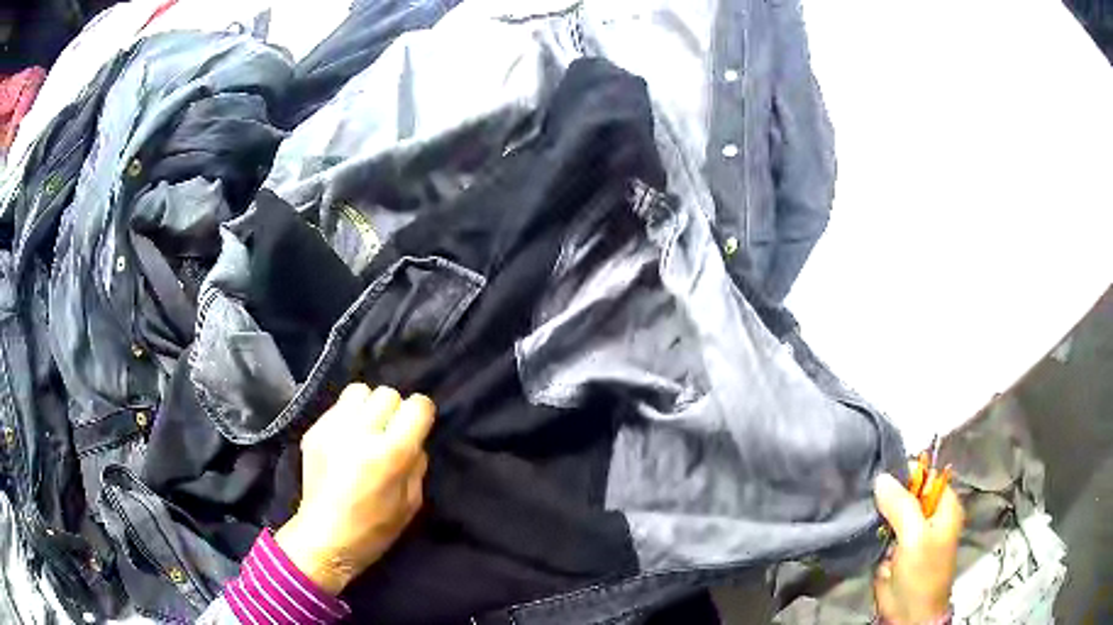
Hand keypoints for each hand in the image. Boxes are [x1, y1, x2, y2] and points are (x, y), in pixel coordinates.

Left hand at [275, 384, 434, 594]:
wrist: (324, 538)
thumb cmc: (374, 530)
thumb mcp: (411, 503)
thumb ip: (417, 465)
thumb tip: (414, 441)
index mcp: (390, 453)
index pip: (417, 406)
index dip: (421, 414)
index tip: (417, 428)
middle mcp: (361, 432)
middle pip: (387, 394)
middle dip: (394, 411)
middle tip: (390, 433)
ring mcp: (332, 428)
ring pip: (360, 391)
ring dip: (368, 407)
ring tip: (366, 429)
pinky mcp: (314, 430)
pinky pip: (338, 407)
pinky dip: (347, 417)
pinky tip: (345, 441)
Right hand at [873, 469, 963, 623]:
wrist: (908, 615)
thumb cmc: (922, 573)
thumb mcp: (914, 537)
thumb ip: (901, 505)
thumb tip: (881, 477)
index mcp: (944, 505)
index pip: (926, 475)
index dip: (906, 473)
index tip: (881, 476)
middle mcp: (929, 514)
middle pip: (908, 492)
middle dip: (888, 493)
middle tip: (866, 493)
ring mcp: (911, 532)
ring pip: (893, 511)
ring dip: (878, 513)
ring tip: (860, 508)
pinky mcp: (894, 548)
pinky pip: (883, 530)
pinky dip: (873, 529)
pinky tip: (860, 525)